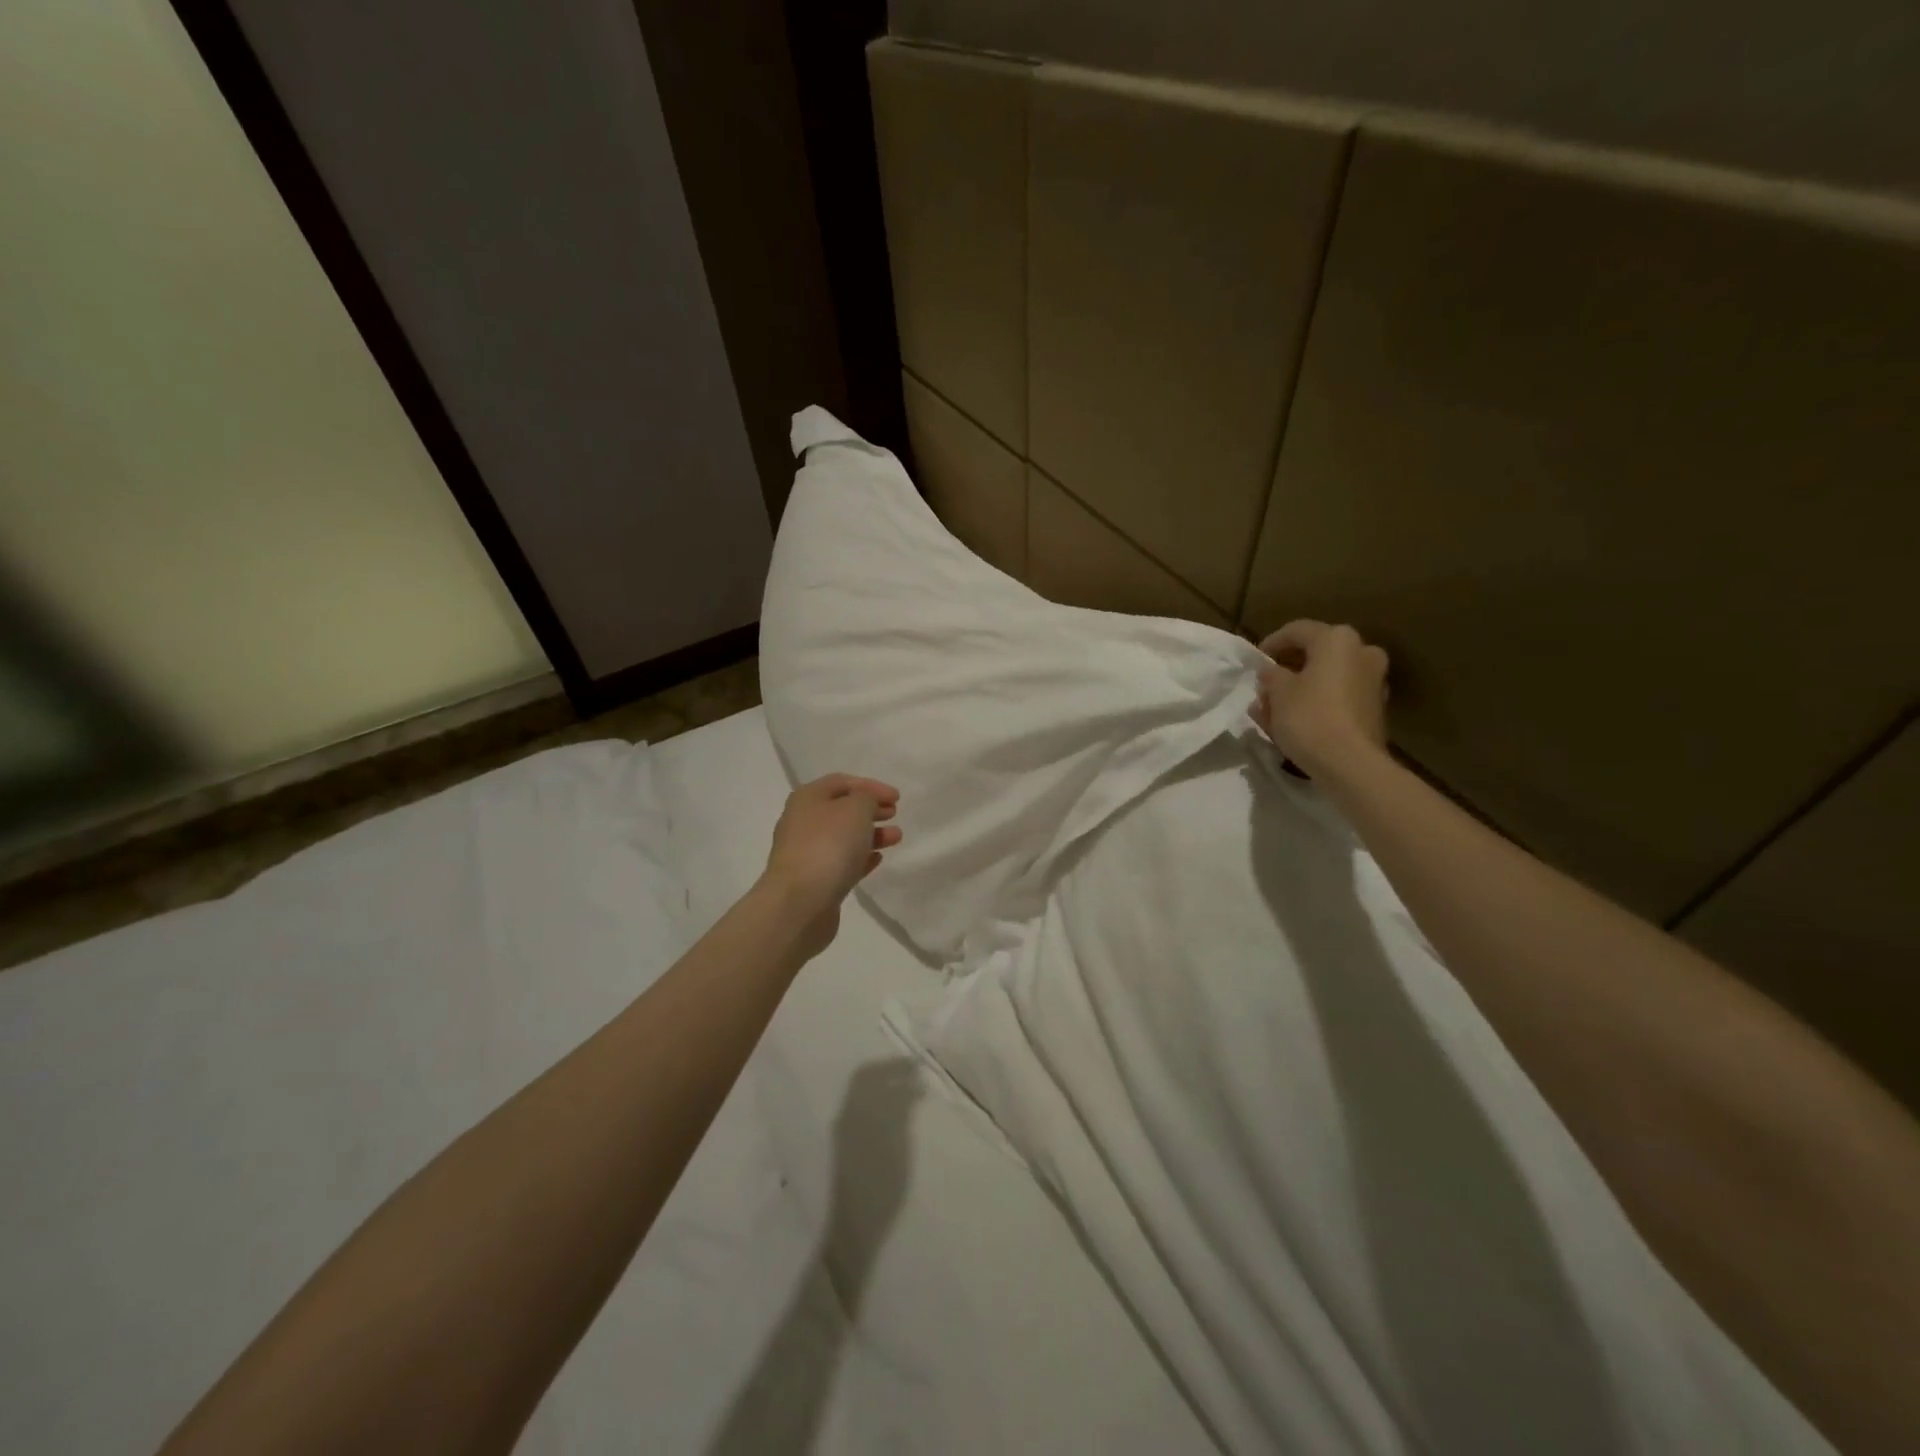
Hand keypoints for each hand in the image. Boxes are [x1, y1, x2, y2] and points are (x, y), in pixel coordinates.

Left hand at [760, 774, 901, 958]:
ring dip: (871, 834)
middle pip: (841, 809)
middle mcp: (803, 822)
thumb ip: (867, 798)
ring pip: (844, 837)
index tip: (897, 797)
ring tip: (896, 838)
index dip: (871, 786)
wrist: (800, 902)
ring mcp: (807, 853)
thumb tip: (865, 803)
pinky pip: (841, 862)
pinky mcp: (815, 880)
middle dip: (870, 809)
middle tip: (895, 814)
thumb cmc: (829, 845)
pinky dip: (861, 857)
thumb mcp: (856, 809)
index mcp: (808, 798)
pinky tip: (878, 859)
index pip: (841, 782)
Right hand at [1248, 621, 1390, 777]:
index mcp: (1337, 640)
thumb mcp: (1277, 693)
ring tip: (1272, 710)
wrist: (1350, 763)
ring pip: (1327, 678)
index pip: (1297, 631)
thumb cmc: (1309, 717)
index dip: (1271, 643)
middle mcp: (1362, 652)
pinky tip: (1295, 722)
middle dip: (1287, 670)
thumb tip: (1271, 671)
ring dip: (1300, 690)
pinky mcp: (1374, 709)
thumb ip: (1271, 676)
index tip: (1255, 660)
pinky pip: (1338, 698)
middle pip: (1316, 655)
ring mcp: (1373, 681)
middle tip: (1265, 687)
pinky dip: (1317, 704)